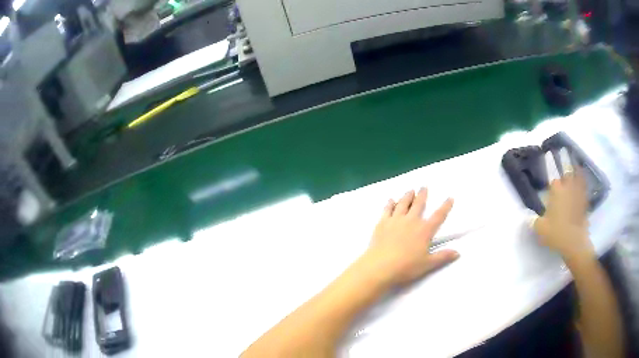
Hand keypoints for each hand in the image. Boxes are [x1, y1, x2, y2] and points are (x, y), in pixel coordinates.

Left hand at [362, 188, 458, 285]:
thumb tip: (458, 252)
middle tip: (424, 186)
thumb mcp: (427, 264)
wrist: (380, 266)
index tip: (450, 197)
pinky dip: (390, 204)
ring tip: (410, 190)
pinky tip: (391, 200)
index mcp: (424, 231)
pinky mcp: (382, 223)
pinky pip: (387, 210)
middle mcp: (411, 221)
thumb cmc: (406, 267)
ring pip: (403, 204)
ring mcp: (395, 220)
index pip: (438, 216)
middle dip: (422, 195)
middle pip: (418, 204)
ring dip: (407, 196)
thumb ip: (442, 257)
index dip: (445, 206)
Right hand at [533, 171, 593, 261]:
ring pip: (579, 182)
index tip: (550, 190)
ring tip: (575, 182)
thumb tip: (528, 218)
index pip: (554, 181)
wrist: (574, 242)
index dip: (552, 185)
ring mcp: (578, 196)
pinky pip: (584, 195)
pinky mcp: (585, 206)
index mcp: (557, 190)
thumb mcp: (540, 229)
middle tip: (564, 180)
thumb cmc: (556, 232)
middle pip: (568, 175)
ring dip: (578, 180)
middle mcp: (568, 188)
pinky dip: (583, 194)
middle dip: (566, 177)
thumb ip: (534, 221)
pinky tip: (581, 198)